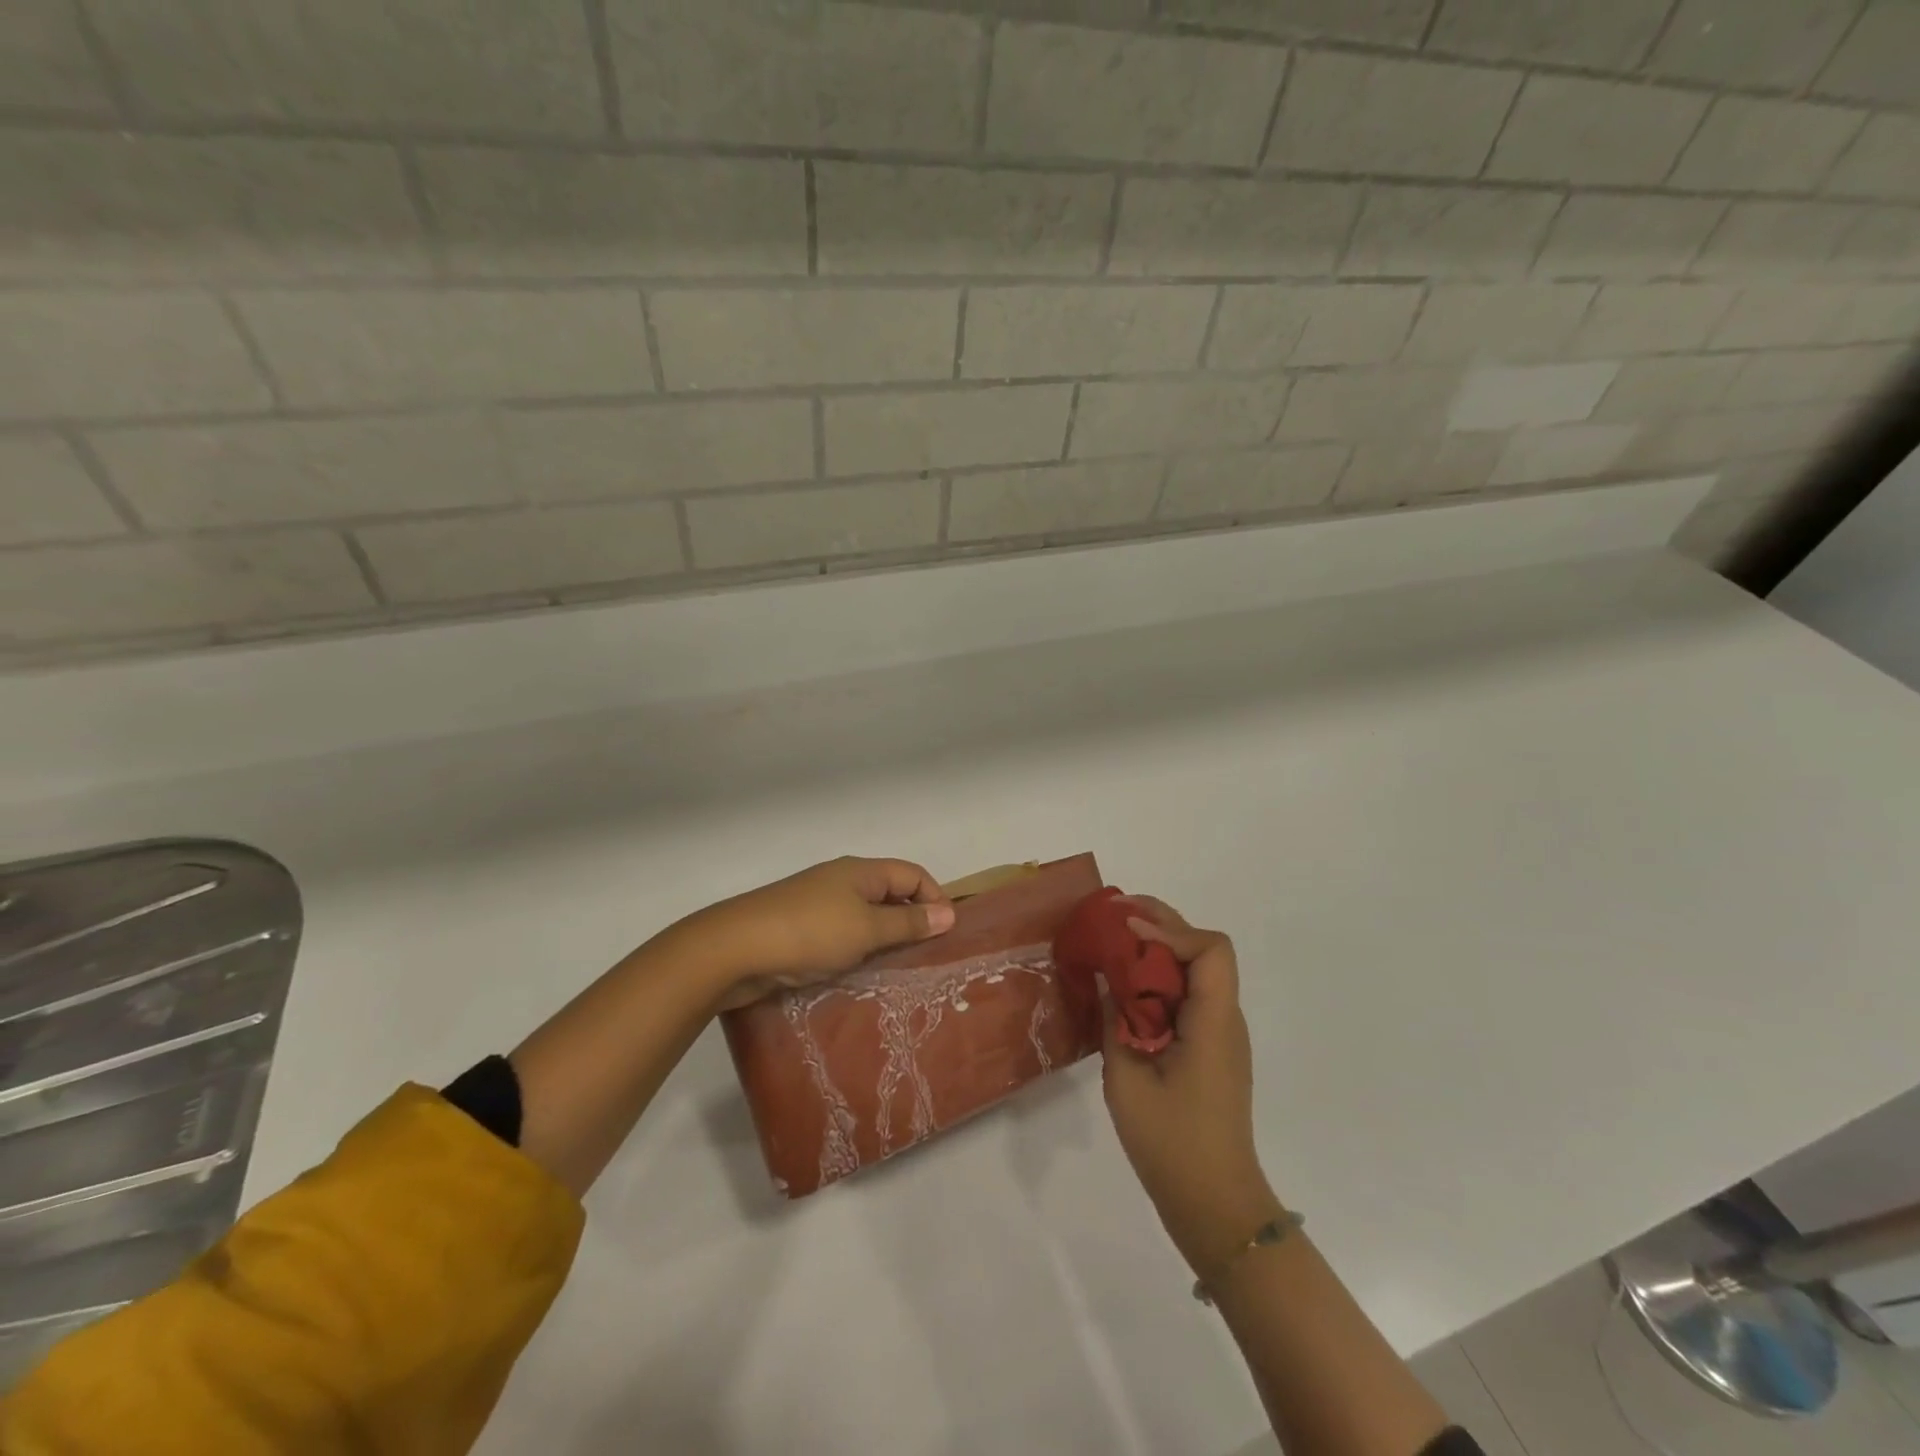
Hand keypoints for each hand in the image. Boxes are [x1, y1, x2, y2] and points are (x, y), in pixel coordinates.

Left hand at [670, 857, 955, 1009]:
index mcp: (861, 871)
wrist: (734, 949)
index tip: (947, 935)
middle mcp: (842, 881)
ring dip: (883, 941)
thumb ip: (908, 923)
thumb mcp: (866, 930)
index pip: (913, 874)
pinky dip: (857, 952)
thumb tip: (949, 913)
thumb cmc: (809, 932)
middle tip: (927, 958)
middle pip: (889, 894)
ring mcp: (818, 905)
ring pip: (865, 918)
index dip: (935, 898)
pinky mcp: (800, 931)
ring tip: (898, 973)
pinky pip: (842, 937)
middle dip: (911, 922)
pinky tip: (860, 978)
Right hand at [1101, 896, 1281, 1277]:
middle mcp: (1225, 1020)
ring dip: (1158, 952)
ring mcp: (1220, 1035)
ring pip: (1196, 973)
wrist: (1215, 1206)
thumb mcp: (1127, 1080)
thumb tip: (1107, 980)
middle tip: (1115, 915)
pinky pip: (1188, 999)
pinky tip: (1128, 992)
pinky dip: (1160, 982)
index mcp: (1213, 1022)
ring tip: (1114, 946)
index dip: (1169, 929)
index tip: (1126, 931)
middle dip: (1161, 925)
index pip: (1210, 950)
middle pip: (1203, 951)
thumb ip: (1115, 1022)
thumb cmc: (1172, 1144)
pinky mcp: (1210, 1050)